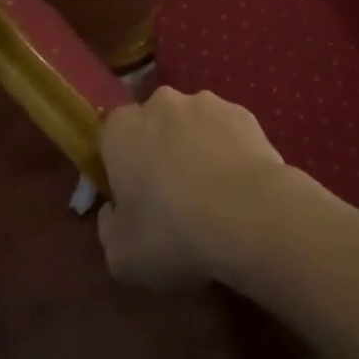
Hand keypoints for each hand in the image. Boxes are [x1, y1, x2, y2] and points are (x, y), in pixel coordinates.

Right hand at [96, 86, 290, 288]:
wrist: (249, 213)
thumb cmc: (172, 232)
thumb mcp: (121, 255)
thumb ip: (109, 227)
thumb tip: (115, 211)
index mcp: (123, 130)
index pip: (112, 136)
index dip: (121, 165)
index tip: (133, 196)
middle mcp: (163, 104)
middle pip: (155, 125)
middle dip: (161, 150)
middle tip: (172, 194)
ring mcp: (208, 103)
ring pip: (194, 125)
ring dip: (197, 148)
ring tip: (214, 193)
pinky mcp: (244, 112)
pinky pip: (228, 131)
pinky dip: (230, 151)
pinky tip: (240, 185)